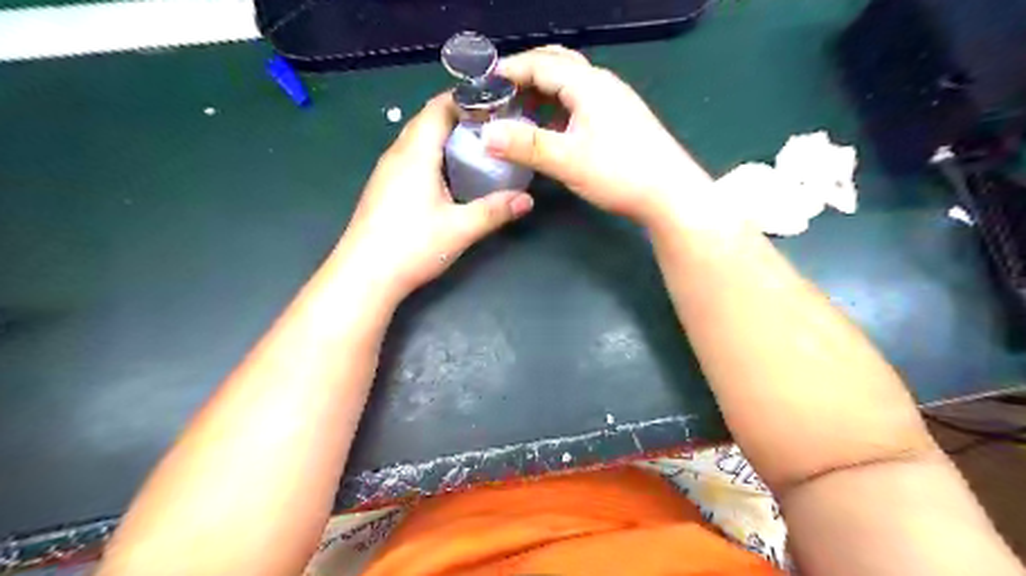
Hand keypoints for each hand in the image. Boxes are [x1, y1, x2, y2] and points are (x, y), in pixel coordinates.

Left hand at [338, 93, 537, 301]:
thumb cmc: (412, 246)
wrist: (363, 276)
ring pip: (417, 140)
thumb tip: (527, 199)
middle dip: (459, 117)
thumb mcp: (461, 229)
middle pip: (427, 120)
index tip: (495, 105)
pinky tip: (449, 176)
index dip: (466, 99)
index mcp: (415, 153)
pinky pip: (410, 158)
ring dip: (444, 137)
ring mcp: (386, 171)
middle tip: (492, 128)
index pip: (438, 107)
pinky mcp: (383, 188)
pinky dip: (432, 155)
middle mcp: (397, 154)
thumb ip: (495, 210)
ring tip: (476, 148)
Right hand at [485, 45, 715, 226]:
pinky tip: (549, 127)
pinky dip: (558, 107)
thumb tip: (485, 136)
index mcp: (588, 84)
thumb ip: (525, 146)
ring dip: (542, 91)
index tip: (482, 83)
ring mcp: (614, 100)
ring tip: (518, 110)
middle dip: (525, 75)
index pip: (540, 63)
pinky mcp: (620, 118)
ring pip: (570, 84)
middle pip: (557, 65)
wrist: (669, 194)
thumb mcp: (567, 160)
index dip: (509, 70)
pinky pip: (581, 101)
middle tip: (499, 94)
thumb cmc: (619, 173)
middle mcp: (602, 83)